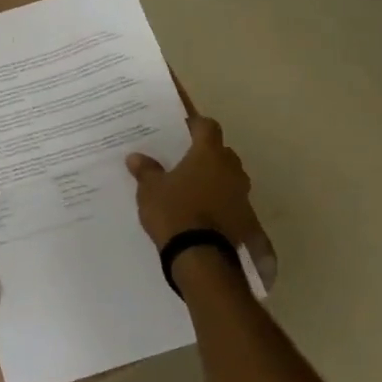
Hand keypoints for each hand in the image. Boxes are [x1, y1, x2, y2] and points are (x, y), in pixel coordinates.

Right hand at [127, 116, 275, 273]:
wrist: (201, 257)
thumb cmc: (174, 212)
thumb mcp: (150, 190)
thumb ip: (146, 170)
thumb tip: (135, 157)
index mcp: (209, 154)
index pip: (207, 126)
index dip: (195, 124)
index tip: (181, 128)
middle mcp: (231, 169)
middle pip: (221, 151)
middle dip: (205, 154)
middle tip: (184, 160)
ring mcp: (242, 195)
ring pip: (229, 177)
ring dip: (215, 179)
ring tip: (193, 188)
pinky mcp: (246, 219)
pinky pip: (232, 202)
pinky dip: (220, 203)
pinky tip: (203, 213)